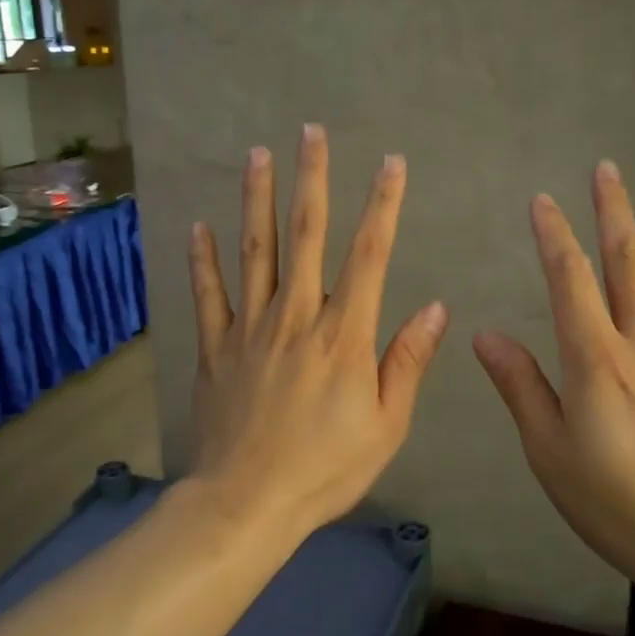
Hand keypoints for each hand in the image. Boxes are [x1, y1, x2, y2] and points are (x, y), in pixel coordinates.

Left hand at [185, 125, 448, 541]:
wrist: (247, 503)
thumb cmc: (326, 468)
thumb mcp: (386, 425)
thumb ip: (408, 361)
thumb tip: (436, 308)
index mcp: (343, 335)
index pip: (369, 254)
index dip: (382, 204)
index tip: (391, 163)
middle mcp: (296, 316)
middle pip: (305, 235)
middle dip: (311, 179)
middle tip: (311, 132)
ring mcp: (249, 328)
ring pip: (254, 251)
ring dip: (257, 199)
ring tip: (257, 154)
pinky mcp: (214, 347)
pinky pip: (208, 294)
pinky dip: (202, 259)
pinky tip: (198, 226)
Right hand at [473, 161, 634, 596]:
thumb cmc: (614, 502)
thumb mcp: (549, 452)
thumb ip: (520, 386)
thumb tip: (485, 335)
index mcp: (596, 358)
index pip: (571, 280)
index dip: (554, 236)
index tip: (542, 201)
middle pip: (629, 263)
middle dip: (614, 212)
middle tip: (608, 170)